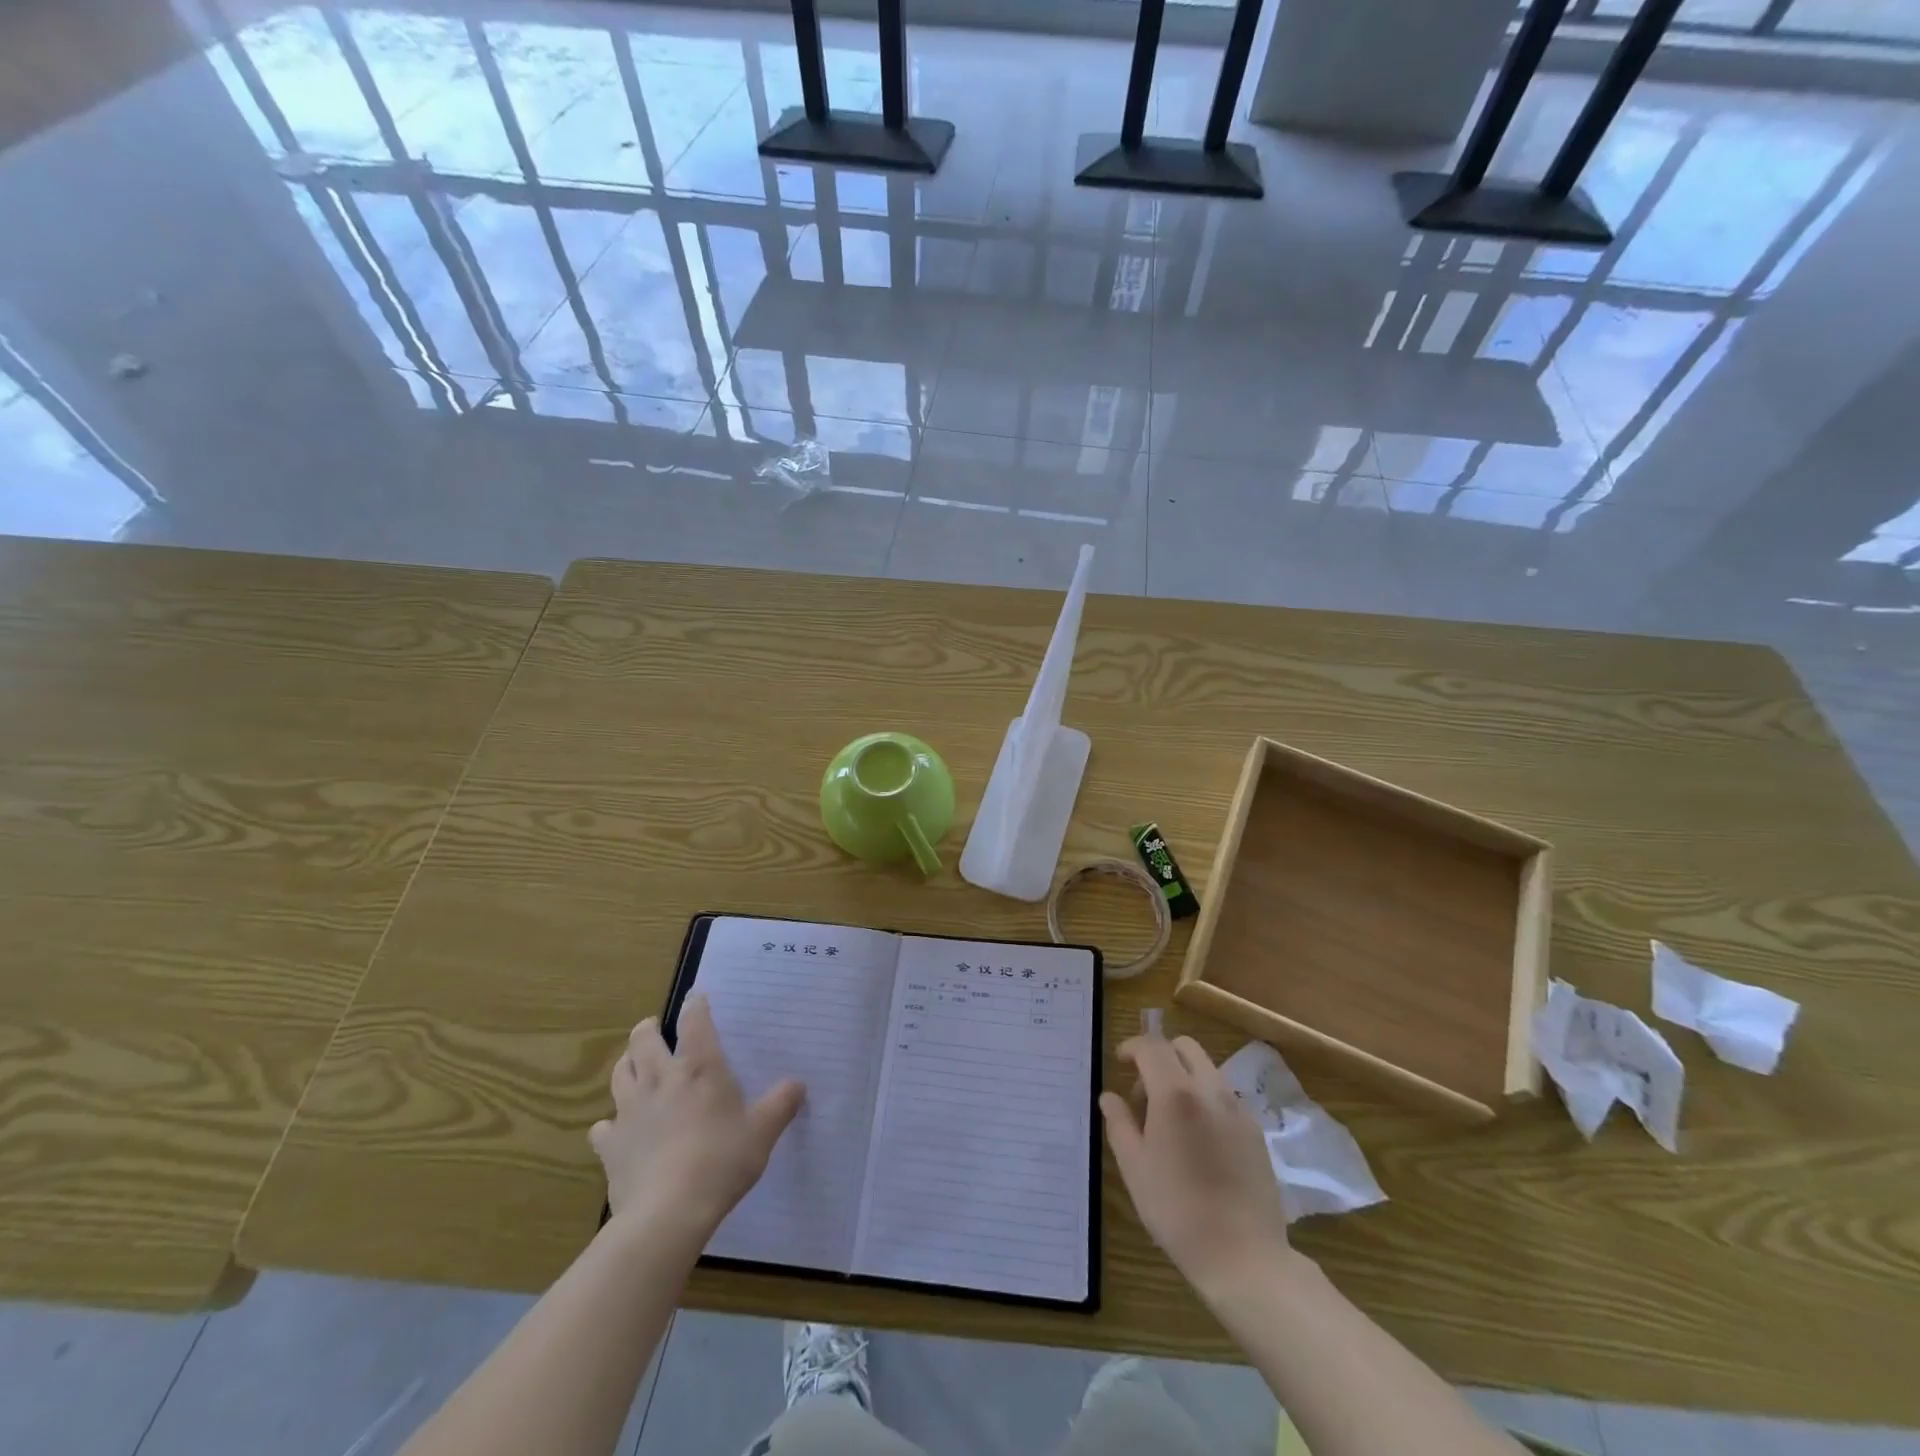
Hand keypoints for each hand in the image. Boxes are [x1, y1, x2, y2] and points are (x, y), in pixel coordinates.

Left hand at [589, 995, 803, 1238]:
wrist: (668, 1213)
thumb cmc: (722, 1161)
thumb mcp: (763, 1132)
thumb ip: (781, 1104)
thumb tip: (798, 1084)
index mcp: (699, 1068)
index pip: (695, 1021)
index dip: (695, 1004)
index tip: (697, 997)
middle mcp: (660, 1079)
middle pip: (643, 1040)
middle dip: (648, 1028)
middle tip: (655, 1028)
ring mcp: (630, 1110)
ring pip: (619, 1073)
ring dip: (626, 1064)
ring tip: (634, 1065)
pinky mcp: (610, 1145)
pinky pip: (603, 1126)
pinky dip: (609, 1124)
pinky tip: (617, 1129)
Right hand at [1099, 1034, 1295, 1299]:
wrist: (1244, 1256)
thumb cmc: (1177, 1210)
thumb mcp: (1134, 1167)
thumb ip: (1119, 1123)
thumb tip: (1110, 1097)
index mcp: (1176, 1093)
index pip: (1152, 1046)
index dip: (1131, 1046)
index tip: (1119, 1062)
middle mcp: (1210, 1090)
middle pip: (1184, 1047)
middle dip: (1160, 1056)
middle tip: (1144, 1093)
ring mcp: (1238, 1109)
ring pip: (1207, 1069)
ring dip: (1183, 1077)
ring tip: (1170, 1120)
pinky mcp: (1256, 1131)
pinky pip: (1224, 1096)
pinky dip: (1205, 1099)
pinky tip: (1197, 1140)